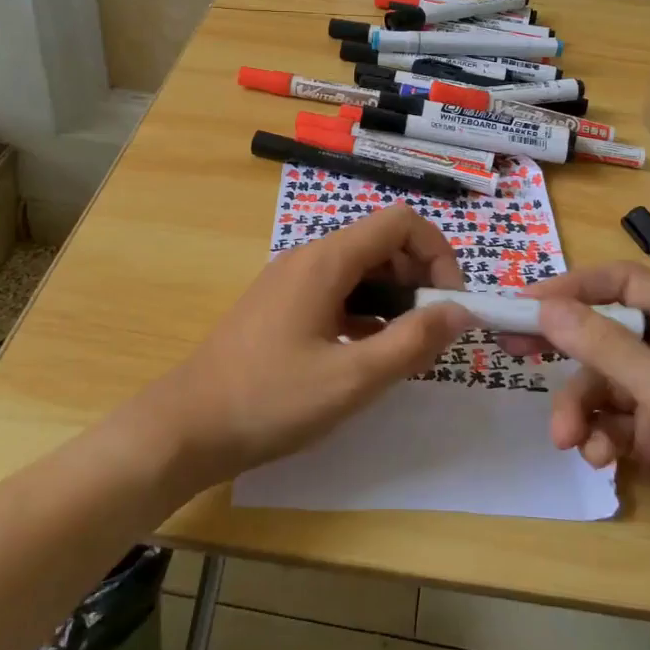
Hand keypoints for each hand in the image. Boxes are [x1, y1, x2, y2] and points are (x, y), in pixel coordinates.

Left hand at [135, 205, 471, 487]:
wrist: (187, 427)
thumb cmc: (270, 400)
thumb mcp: (351, 378)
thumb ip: (412, 342)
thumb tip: (462, 311)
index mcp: (326, 261)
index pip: (400, 223)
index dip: (437, 254)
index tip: (449, 304)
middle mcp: (309, 258)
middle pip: (382, 244)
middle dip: (419, 281)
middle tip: (431, 335)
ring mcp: (292, 281)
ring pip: (361, 271)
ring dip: (394, 302)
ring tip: (405, 351)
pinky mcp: (282, 307)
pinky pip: (338, 293)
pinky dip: (366, 314)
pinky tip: (370, 355)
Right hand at [518, 263, 649, 588]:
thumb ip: (606, 346)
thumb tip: (546, 307)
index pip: (626, 283)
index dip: (579, 286)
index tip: (531, 302)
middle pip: (605, 334)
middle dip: (564, 347)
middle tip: (514, 348)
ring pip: (600, 384)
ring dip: (579, 409)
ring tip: (568, 439)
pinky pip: (609, 423)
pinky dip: (598, 438)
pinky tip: (602, 461)